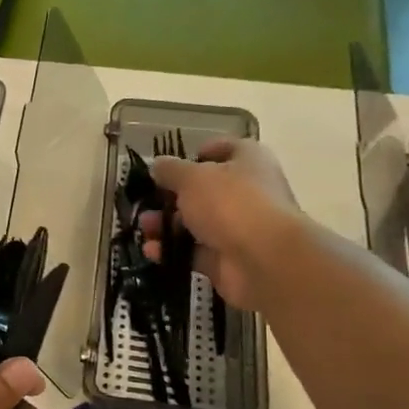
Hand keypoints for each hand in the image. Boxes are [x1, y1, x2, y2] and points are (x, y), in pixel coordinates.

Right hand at [141, 138, 300, 310]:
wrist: (263, 259)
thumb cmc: (230, 203)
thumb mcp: (191, 177)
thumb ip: (170, 170)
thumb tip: (157, 165)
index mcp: (248, 161)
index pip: (223, 149)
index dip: (195, 155)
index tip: (169, 167)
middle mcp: (247, 191)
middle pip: (203, 191)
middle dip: (171, 197)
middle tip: (147, 203)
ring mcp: (238, 227)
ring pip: (195, 223)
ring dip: (166, 225)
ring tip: (145, 229)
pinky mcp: (227, 258)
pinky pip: (194, 251)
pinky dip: (172, 251)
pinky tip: (152, 251)